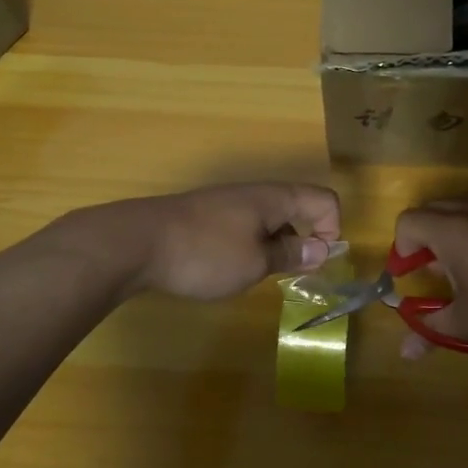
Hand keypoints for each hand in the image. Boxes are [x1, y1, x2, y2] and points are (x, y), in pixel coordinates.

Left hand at [103, 183, 341, 301]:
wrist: (136, 243)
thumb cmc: (205, 254)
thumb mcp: (256, 262)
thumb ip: (291, 254)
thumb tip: (322, 248)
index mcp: (275, 198)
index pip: (324, 199)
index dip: (332, 229)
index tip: (316, 263)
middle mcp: (254, 193)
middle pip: (298, 207)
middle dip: (304, 240)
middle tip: (289, 274)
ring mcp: (226, 202)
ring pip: (268, 219)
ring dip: (276, 245)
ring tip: (257, 274)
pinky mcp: (205, 216)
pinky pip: (243, 226)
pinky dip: (250, 245)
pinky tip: (228, 268)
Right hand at [393, 196, 467, 356]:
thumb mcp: (467, 326)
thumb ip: (430, 330)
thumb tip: (404, 352)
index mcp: (454, 231)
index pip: (409, 221)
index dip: (401, 246)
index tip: (408, 273)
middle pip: (435, 207)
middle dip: (424, 234)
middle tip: (431, 268)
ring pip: (467, 204)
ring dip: (454, 226)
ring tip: (464, 261)